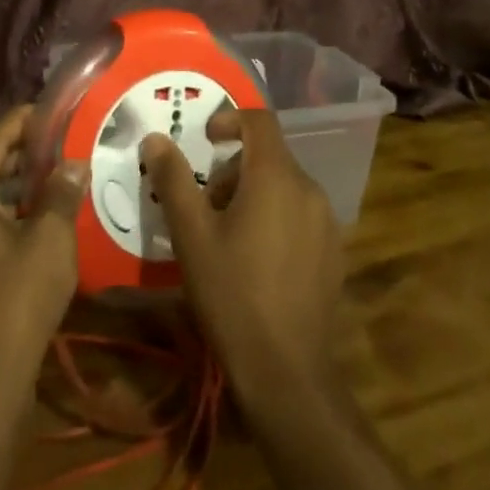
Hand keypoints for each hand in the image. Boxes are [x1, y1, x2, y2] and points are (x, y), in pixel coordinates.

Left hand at [0, 106, 85, 410]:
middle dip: (16, 154)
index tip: (50, 112)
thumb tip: (73, 165)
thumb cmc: (16, 299)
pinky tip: (24, 225)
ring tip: (46, 182)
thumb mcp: (50, 240)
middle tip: (55, 147)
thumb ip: (61, 194)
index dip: (22, 122)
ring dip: (6, 186)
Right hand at [141, 110, 344, 412]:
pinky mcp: (334, 250)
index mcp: (276, 177)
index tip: (205, 141)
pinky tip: (257, 261)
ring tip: (227, 238)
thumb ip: (174, 180)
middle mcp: (309, 189)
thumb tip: (155, 138)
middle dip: (234, 170)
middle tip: (205, 206)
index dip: (229, 120)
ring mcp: (327, 221)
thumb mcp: (191, 235)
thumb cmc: (231, 293)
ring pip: (285, 187)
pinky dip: (276, 217)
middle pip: (270, 157)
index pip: (259, 121)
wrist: (285, 369)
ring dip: (254, 195)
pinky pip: (301, 214)